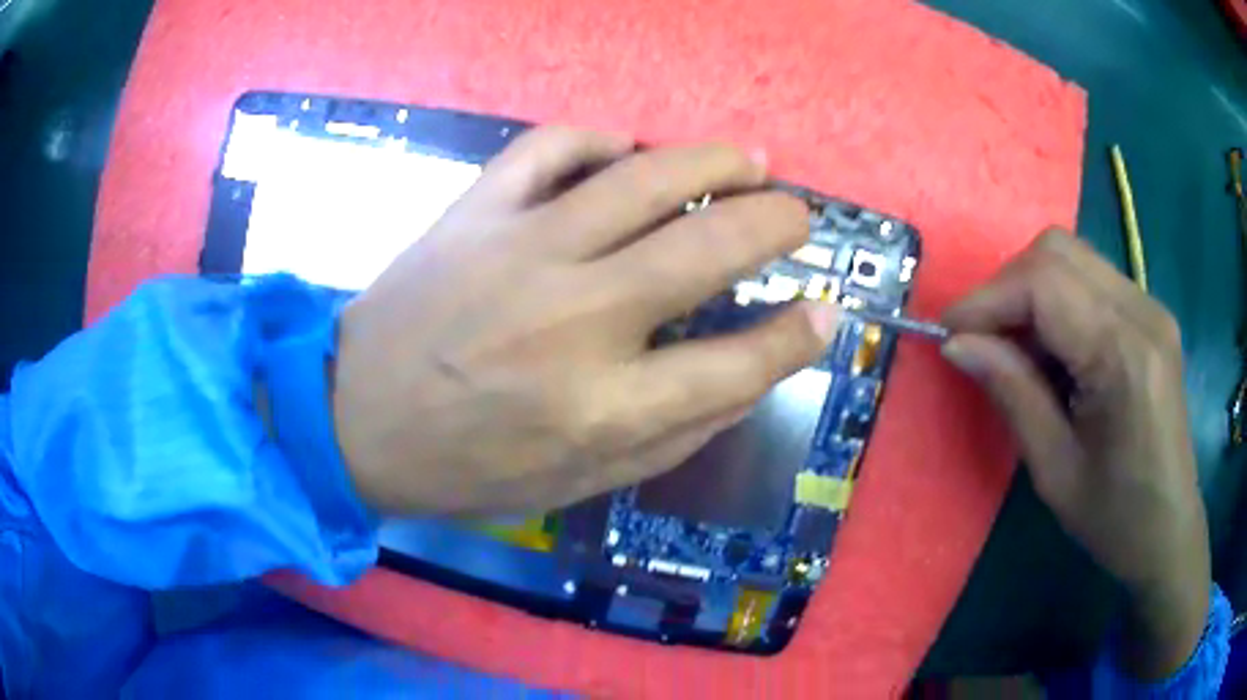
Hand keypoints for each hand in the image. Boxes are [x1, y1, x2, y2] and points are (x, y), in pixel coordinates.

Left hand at [332, 127, 839, 516]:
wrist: (355, 420)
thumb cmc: (469, 466)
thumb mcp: (581, 483)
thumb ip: (677, 433)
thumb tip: (754, 372)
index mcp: (604, 407)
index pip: (738, 362)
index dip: (797, 336)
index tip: (825, 313)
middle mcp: (575, 320)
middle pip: (709, 247)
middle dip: (776, 223)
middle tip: (798, 215)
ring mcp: (520, 251)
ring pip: (645, 177)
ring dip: (714, 161)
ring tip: (749, 161)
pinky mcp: (474, 213)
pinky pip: (550, 148)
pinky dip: (599, 139)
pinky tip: (625, 152)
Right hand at [942, 230, 1208, 679]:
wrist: (1170, 528)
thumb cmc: (1115, 519)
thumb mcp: (1055, 471)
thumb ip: (1012, 395)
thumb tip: (958, 344)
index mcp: (1124, 356)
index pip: (1043, 284)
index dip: (987, 298)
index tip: (949, 333)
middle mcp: (1142, 312)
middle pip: (1057, 252)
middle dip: (1007, 286)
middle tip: (983, 340)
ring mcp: (1151, 307)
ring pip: (1073, 257)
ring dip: (1031, 291)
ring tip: (1017, 349)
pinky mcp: (1151, 315)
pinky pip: (1091, 279)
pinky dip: (1058, 301)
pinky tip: (1054, 351)